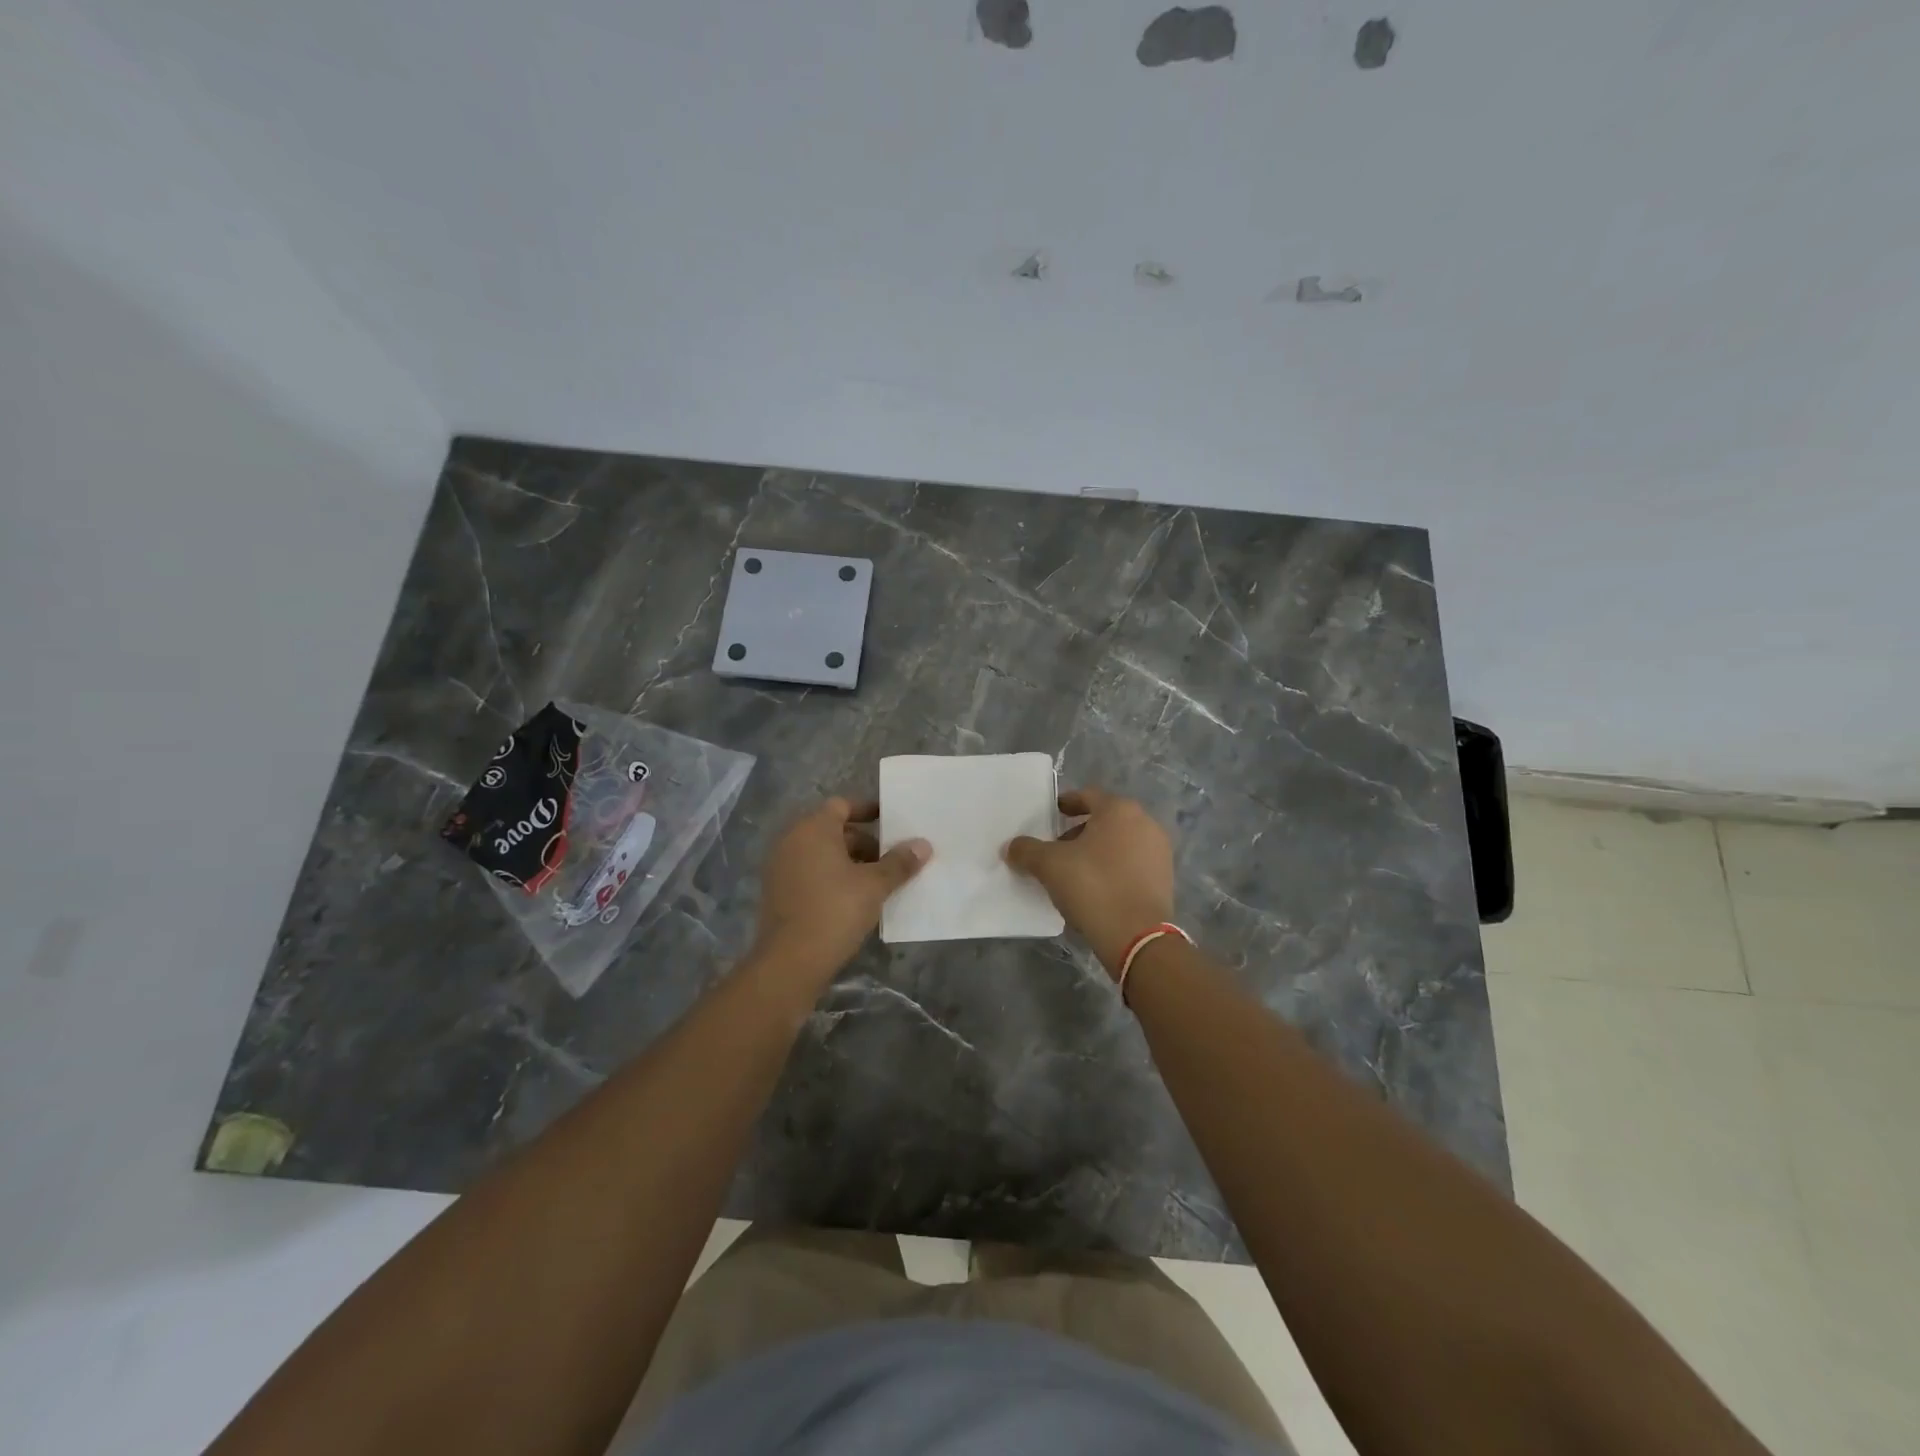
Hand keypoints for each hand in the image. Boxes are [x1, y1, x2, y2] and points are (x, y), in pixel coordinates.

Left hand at [749, 797, 930, 984]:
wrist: (790, 962)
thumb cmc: (835, 911)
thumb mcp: (874, 886)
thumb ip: (899, 863)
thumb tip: (923, 844)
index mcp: (813, 829)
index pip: (842, 805)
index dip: (868, 810)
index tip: (891, 821)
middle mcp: (792, 841)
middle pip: (833, 830)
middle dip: (864, 842)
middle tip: (891, 859)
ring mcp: (781, 867)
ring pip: (822, 854)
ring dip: (850, 862)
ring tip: (878, 882)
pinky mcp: (778, 893)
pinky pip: (810, 873)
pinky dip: (832, 878)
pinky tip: (855, 900)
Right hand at [1004, 788, 1174, 977]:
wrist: (1137, 936)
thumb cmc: (1093, 886)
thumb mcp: (1049, 865)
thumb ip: (1027, 850)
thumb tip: (1011, 846)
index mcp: (1119, 810)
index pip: (1087, 796)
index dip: (1066, 804)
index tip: (1052, 815)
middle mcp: (1145, 823)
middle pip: (1105, 820)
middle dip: (1079, 832)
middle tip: (1057, 849)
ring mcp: (1159, 852)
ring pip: (1119, 843)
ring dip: (1096, 852)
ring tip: (1074, 872)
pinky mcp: (1165, 879)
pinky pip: (1132, 864)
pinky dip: (1113, 869)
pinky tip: (1096, 889)